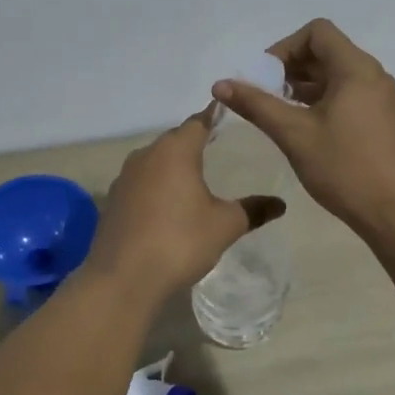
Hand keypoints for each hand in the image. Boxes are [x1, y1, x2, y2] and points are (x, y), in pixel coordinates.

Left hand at [85, 109, 285, 294]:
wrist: (122, 279)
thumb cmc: (179, 241)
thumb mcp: (225, 226)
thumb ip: (253, 210)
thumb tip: (280, 203)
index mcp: (175, 150)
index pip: (198, 122)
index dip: (214, 117)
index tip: (229, 116)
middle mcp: (146, 155)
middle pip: (175, 140)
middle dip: (195, 142)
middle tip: (218, 148)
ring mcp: (124, 177)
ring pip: (155, 161)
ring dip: (173, 166)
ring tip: (195, 178)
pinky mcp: (113, 200)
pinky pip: (141, 183)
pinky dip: (156, 187)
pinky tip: (168, 206)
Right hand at [212, 18, 394, 234]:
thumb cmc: (344, 168)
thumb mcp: (293, 134)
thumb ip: (256, 105)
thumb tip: (220, 85)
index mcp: (356, 69)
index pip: (317, 31)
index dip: (285, 47)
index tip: (265, 77)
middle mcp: (373, 76)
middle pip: (326, 51)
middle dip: (290, 68)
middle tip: (264, 96)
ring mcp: (381, 98)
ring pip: (336, 75)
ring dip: (304, 86)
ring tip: (278, 113)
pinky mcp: (383, 120)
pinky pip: (348, 95)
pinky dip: (322, 101)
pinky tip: (304, 128)